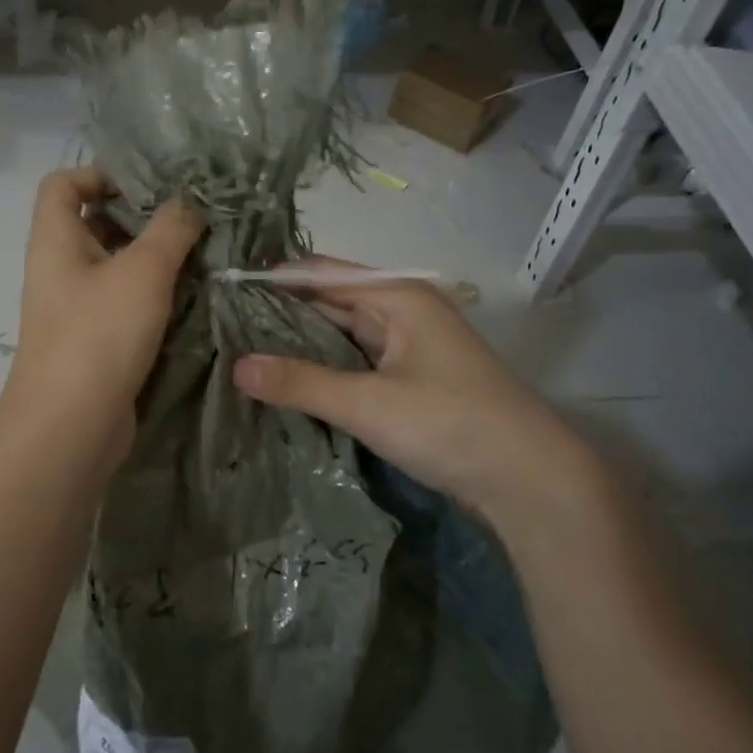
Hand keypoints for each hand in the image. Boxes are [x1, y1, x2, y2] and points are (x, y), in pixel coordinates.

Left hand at [0, 168, 202, 473]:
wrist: (72, 426)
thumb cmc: (99, 334)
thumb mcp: (143, 270)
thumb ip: (171, 228)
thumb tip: (189, 202)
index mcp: (56, 240)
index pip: (63, 183)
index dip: (100, 174)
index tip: (150, 185)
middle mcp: (60, 269)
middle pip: (95, 224)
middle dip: (142, 218)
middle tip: (192, 219)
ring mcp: (77, 308)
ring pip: (116, 267)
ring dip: (155, 260)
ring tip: (202, 255)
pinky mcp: (96, 342)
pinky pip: (125, 305)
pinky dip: (154, 297)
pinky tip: (192, 298)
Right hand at [232, 259, 613, 529]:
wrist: (530, 479)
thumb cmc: (451, 424)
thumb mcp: (369, 403)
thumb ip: (301, 383)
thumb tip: (236, 366)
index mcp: (397, 296)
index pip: (320, 273)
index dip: (273, 280)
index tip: (223, 293)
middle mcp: (403, 310)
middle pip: (331, 301)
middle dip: (281, 313)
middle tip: (223, 328)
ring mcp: (410, 346)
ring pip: (343, 334)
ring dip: (301, 344)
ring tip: (243, 352)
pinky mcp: (412, 379)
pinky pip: (356, 362)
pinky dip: (325, 369)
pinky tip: (290, 382)